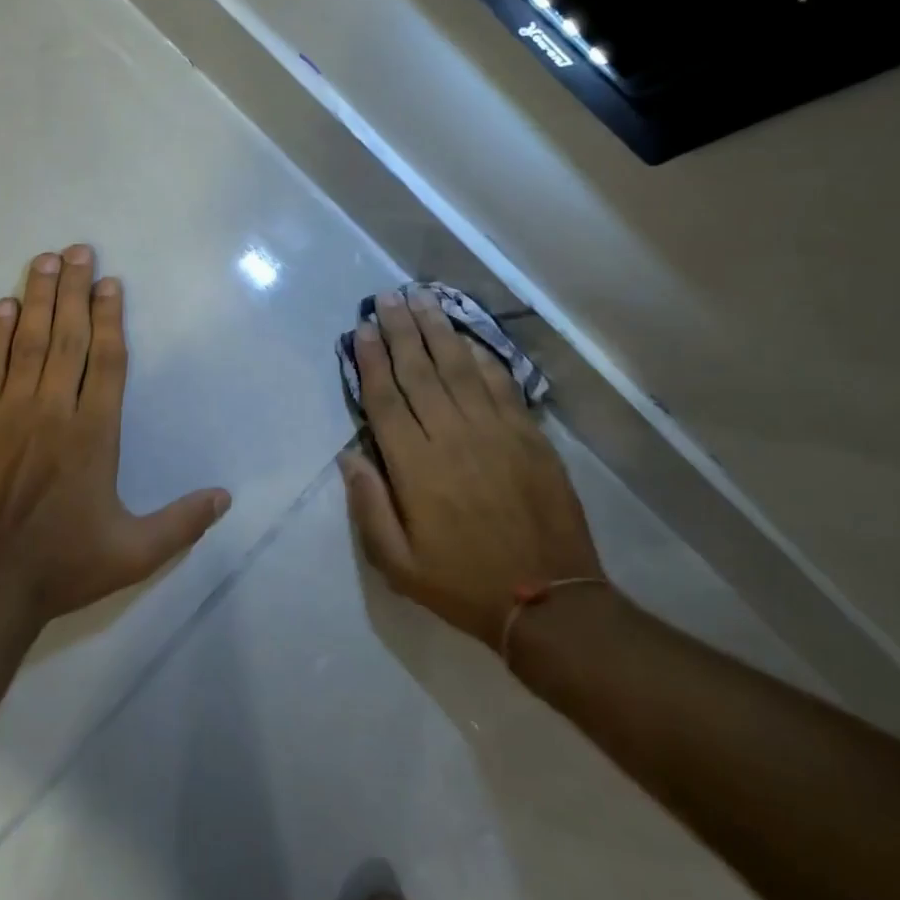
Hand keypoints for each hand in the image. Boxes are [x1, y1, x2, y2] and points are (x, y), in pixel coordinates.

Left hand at [0, 245, 231, 623]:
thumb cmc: (63, 566)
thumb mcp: (135, 553)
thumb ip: (182, 522)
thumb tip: (226, 498)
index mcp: (94, 435)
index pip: (107, 361)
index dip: (111, 317)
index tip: (110, 282)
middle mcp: (54, 412)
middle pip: (68, 338)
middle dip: (74, 290)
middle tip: (77, 249)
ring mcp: (9, 415)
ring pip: (28, 343)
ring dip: (38, 299)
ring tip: (44, 260)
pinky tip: (2, 307)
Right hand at [339, 288, 600, 647]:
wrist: (549, 601)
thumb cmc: (463, 583)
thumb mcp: (398, 565)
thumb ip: (369, 507)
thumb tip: (349, 455)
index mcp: (415, 467)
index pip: (385, 399)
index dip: (371, 360)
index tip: (362, 329)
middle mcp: (451, 437)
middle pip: (419, 371)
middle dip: (400, 330)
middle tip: (387, 297)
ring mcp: (494, 432)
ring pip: (458, 367)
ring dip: (437, 330)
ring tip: (421, 298)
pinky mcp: (528, 435)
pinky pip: (499, 384)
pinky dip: (481, 356)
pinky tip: (467, 337)